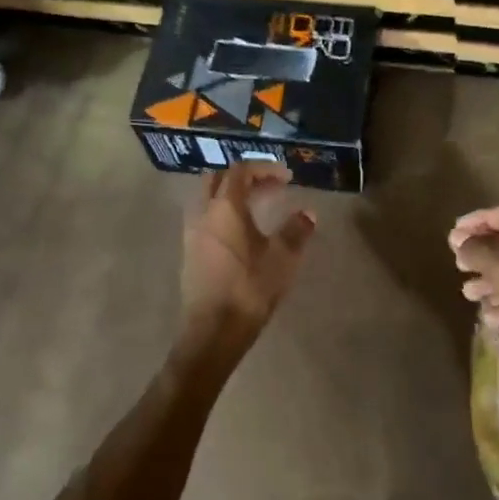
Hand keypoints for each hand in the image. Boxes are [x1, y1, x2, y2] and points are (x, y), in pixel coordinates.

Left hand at [177, 161, 315, 367]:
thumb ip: (296, 231)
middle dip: (244, 177)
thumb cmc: (249, 289)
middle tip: (270, 187)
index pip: (240, 172)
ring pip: (208, 199)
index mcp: (224, 208)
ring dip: (231, 195)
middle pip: (217, 179)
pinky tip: (241, 232)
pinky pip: (205, 219)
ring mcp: (192, 234)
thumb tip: (308, 212)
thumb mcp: (282, 258)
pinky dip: (223, 214)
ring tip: (257, 207)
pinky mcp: (190, 253)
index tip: (286, 177)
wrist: (213, 330)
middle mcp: (203, 214)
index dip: (263, 169)